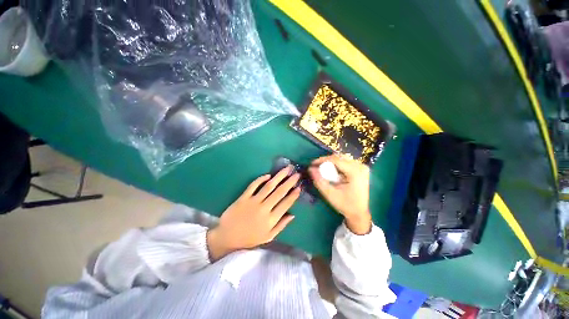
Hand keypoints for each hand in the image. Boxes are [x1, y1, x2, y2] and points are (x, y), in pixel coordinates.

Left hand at [207, 166, 300, 260]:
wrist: (227, 237)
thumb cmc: (249, 238)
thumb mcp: (268, 237)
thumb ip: (281, 225)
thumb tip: (292, 214)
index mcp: (271, 219)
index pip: (285, 204)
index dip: (293, 195)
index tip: (299, 187)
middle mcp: (264, 208)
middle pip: (279, 192)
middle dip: (289, 182)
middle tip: (297, 174)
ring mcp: (253, 201)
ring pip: (269, 186)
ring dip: (279, 177)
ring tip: (286, 169)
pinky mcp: (243, 197)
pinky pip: (253, 185)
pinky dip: (260, 179)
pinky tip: (268, 175)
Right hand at [309, 155, 371, 234]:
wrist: (359, 213)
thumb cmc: (345, 205)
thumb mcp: (330, 194)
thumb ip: (319, 180)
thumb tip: (310, 168)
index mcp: (355, 172)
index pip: (336, 160)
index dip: (322, 160)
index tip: (312, 164)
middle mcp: (360, 166)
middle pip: (339, 158)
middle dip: (326, 161)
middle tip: (316, 167)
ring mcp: (362, 167)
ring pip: (342, 159)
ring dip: (331, 163)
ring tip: (322, 170)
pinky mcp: (361, 169)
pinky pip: (346, 162)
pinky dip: (337, 166)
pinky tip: (332, 172)